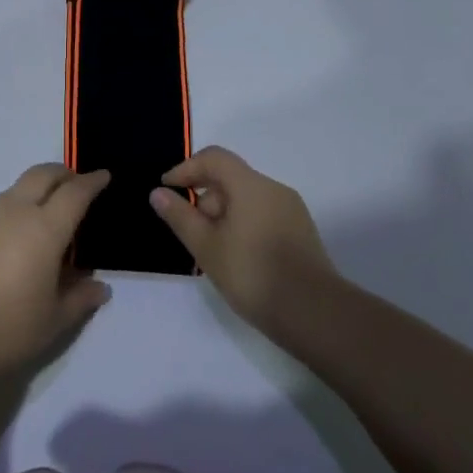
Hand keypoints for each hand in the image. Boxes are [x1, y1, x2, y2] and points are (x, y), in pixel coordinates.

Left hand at [0, 165, 112, 379]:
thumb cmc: (8, 327)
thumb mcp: (54, 320)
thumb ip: (80, 298)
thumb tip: (100, 287)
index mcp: (45, 228)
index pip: (75, 193)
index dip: (92, 182)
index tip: (104, 176)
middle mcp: (16, 211)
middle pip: (43, 174)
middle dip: (63, 174)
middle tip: (77, 184)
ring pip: (18, 187)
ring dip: (38, 188)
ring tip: (49, 213)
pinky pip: (0, 206)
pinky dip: (17, 207)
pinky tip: (19, 235)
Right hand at [150, 147, 336, 328]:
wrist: (314, 314)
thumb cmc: (252, 274)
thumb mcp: (206, 246)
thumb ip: (180, 216)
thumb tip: (158, 192)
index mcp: (251, 185)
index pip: (214, 158)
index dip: (186, 169)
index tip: (167, 190)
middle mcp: (274, 189)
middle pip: (230, 179)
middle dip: (204, 199)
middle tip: (191, 233)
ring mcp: (292, 211)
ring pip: (247, 199)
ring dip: (223, 215)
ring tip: (213, 251)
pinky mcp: (301, 232)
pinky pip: (263, 215)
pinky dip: (243, 225)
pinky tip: (237, 257)